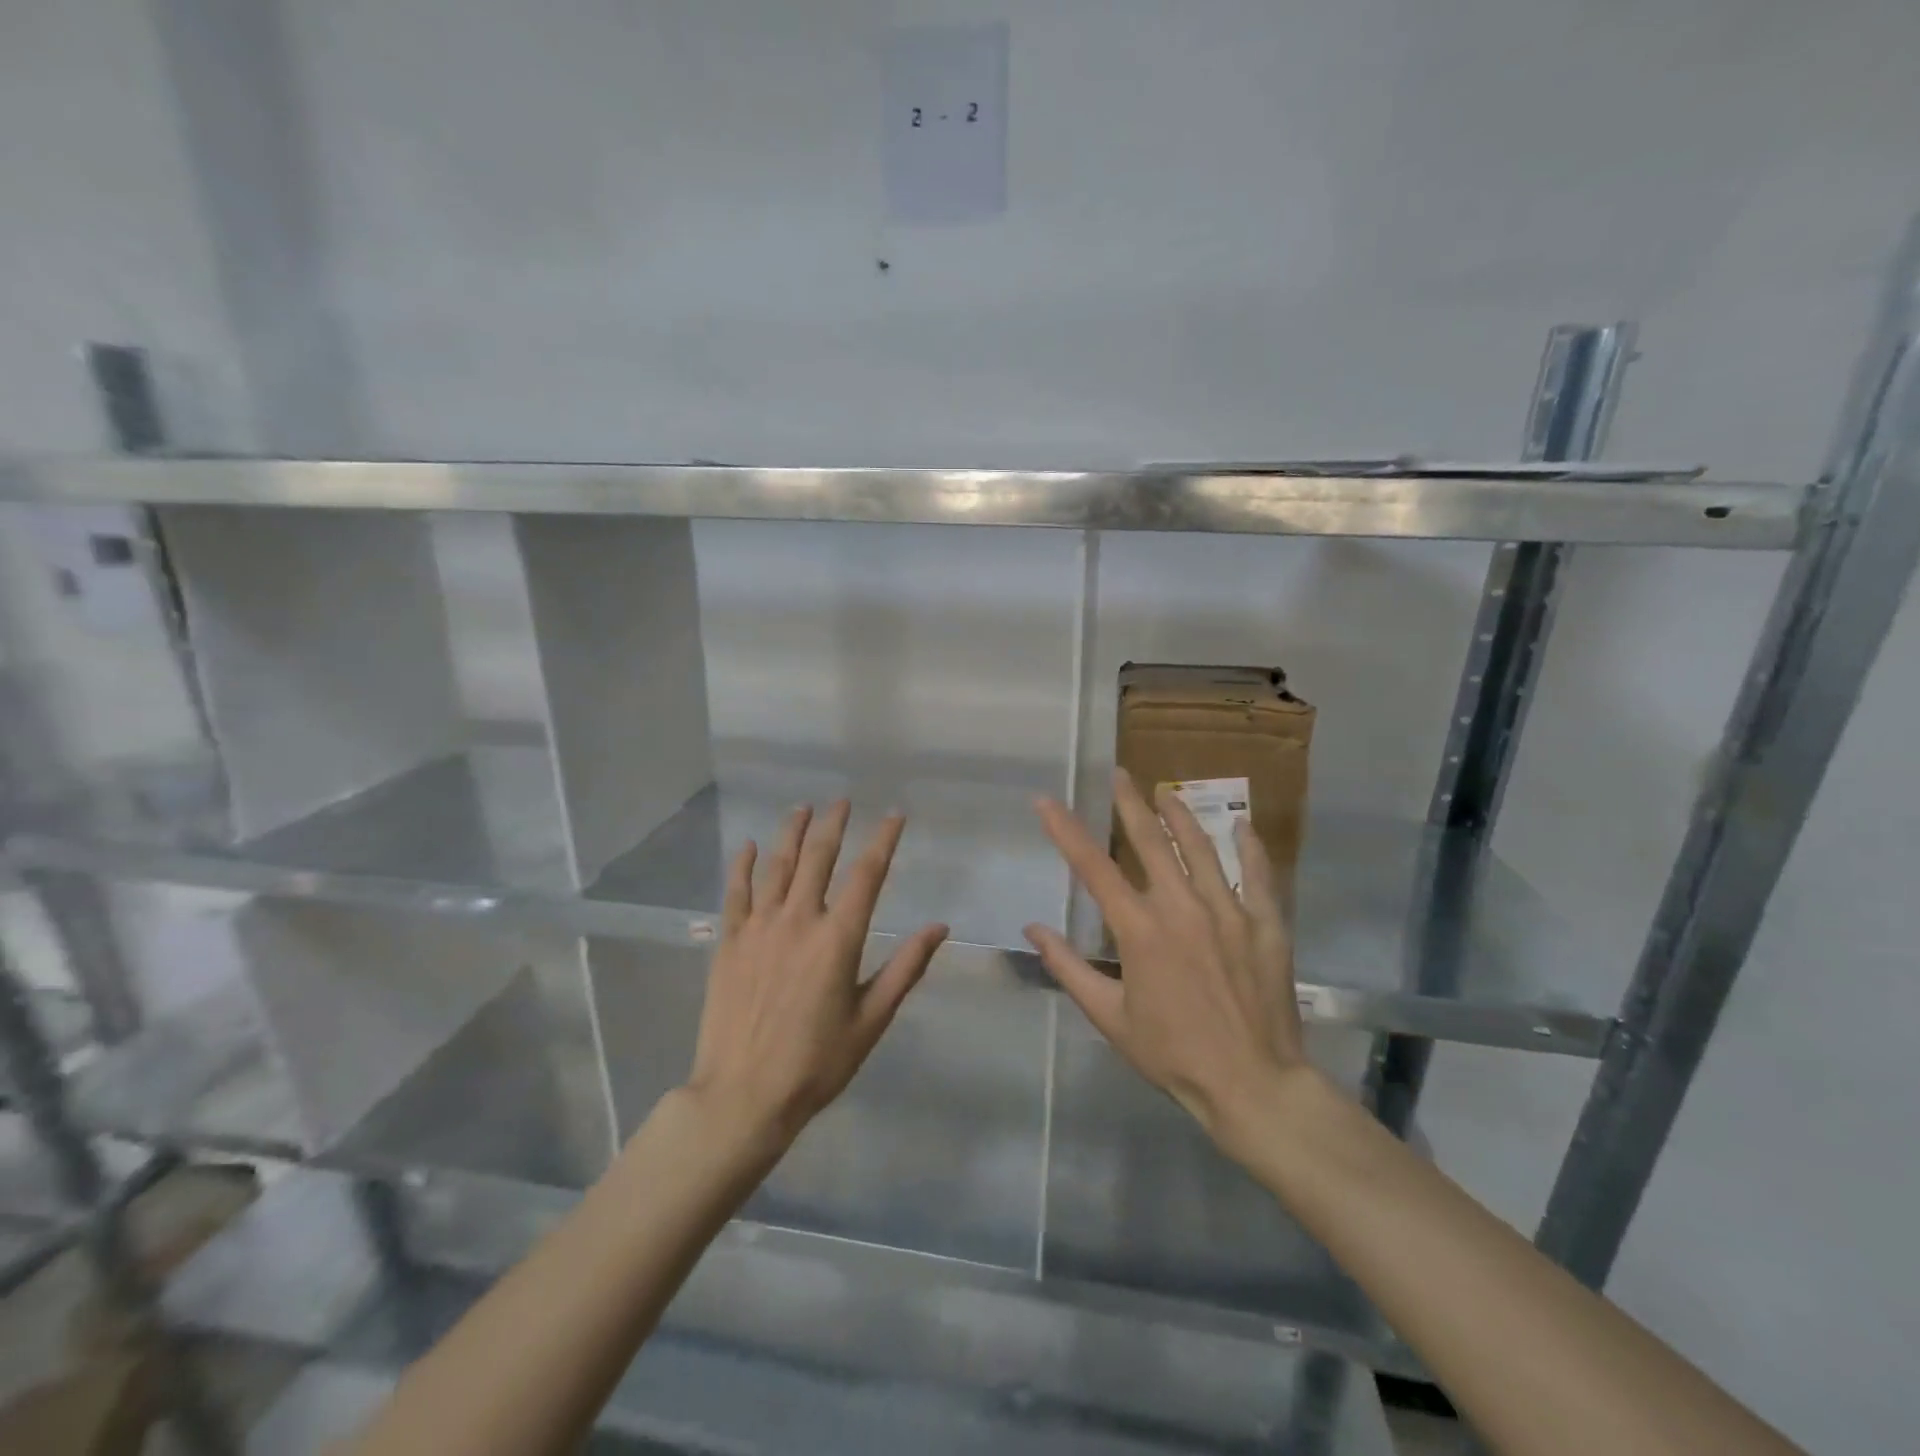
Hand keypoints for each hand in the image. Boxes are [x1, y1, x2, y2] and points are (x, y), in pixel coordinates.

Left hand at [686, 801, 947, 1149]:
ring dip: (791, 833)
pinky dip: (741, 866)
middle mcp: (799, 920)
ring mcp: (759, 928)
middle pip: (818, 857)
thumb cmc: (817, 1063)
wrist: (742, 1096)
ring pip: (777, 866)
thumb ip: (905, 968)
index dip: (883, 840)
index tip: (895, 815)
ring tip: (802, 808)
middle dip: (833, 824)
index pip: (867, 874)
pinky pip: (736, 893)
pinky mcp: (729, 942)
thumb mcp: (872, 1020)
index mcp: (838, 939)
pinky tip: (746, 847)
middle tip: (841, 801)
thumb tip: (939, 927)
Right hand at [1025, 770, 1305, 1149]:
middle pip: (1150, 841)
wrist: (1253, 1085)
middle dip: (1128, 804)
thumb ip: (1069, 968)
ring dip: (1180, 815)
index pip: (1092, 867)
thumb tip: (1034, 928)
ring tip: (1165, 791)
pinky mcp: (1266, 924)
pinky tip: (1241, 825)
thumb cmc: (1172, 1054)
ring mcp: (1228, 911)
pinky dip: (1249, 847)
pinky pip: (1258, 875)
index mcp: (1139, 930)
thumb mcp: (1109, 1018)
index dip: (1065, 829)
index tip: (1046, 800)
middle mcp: (1181, 907)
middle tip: (1119, 774)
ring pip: (1201, 848)